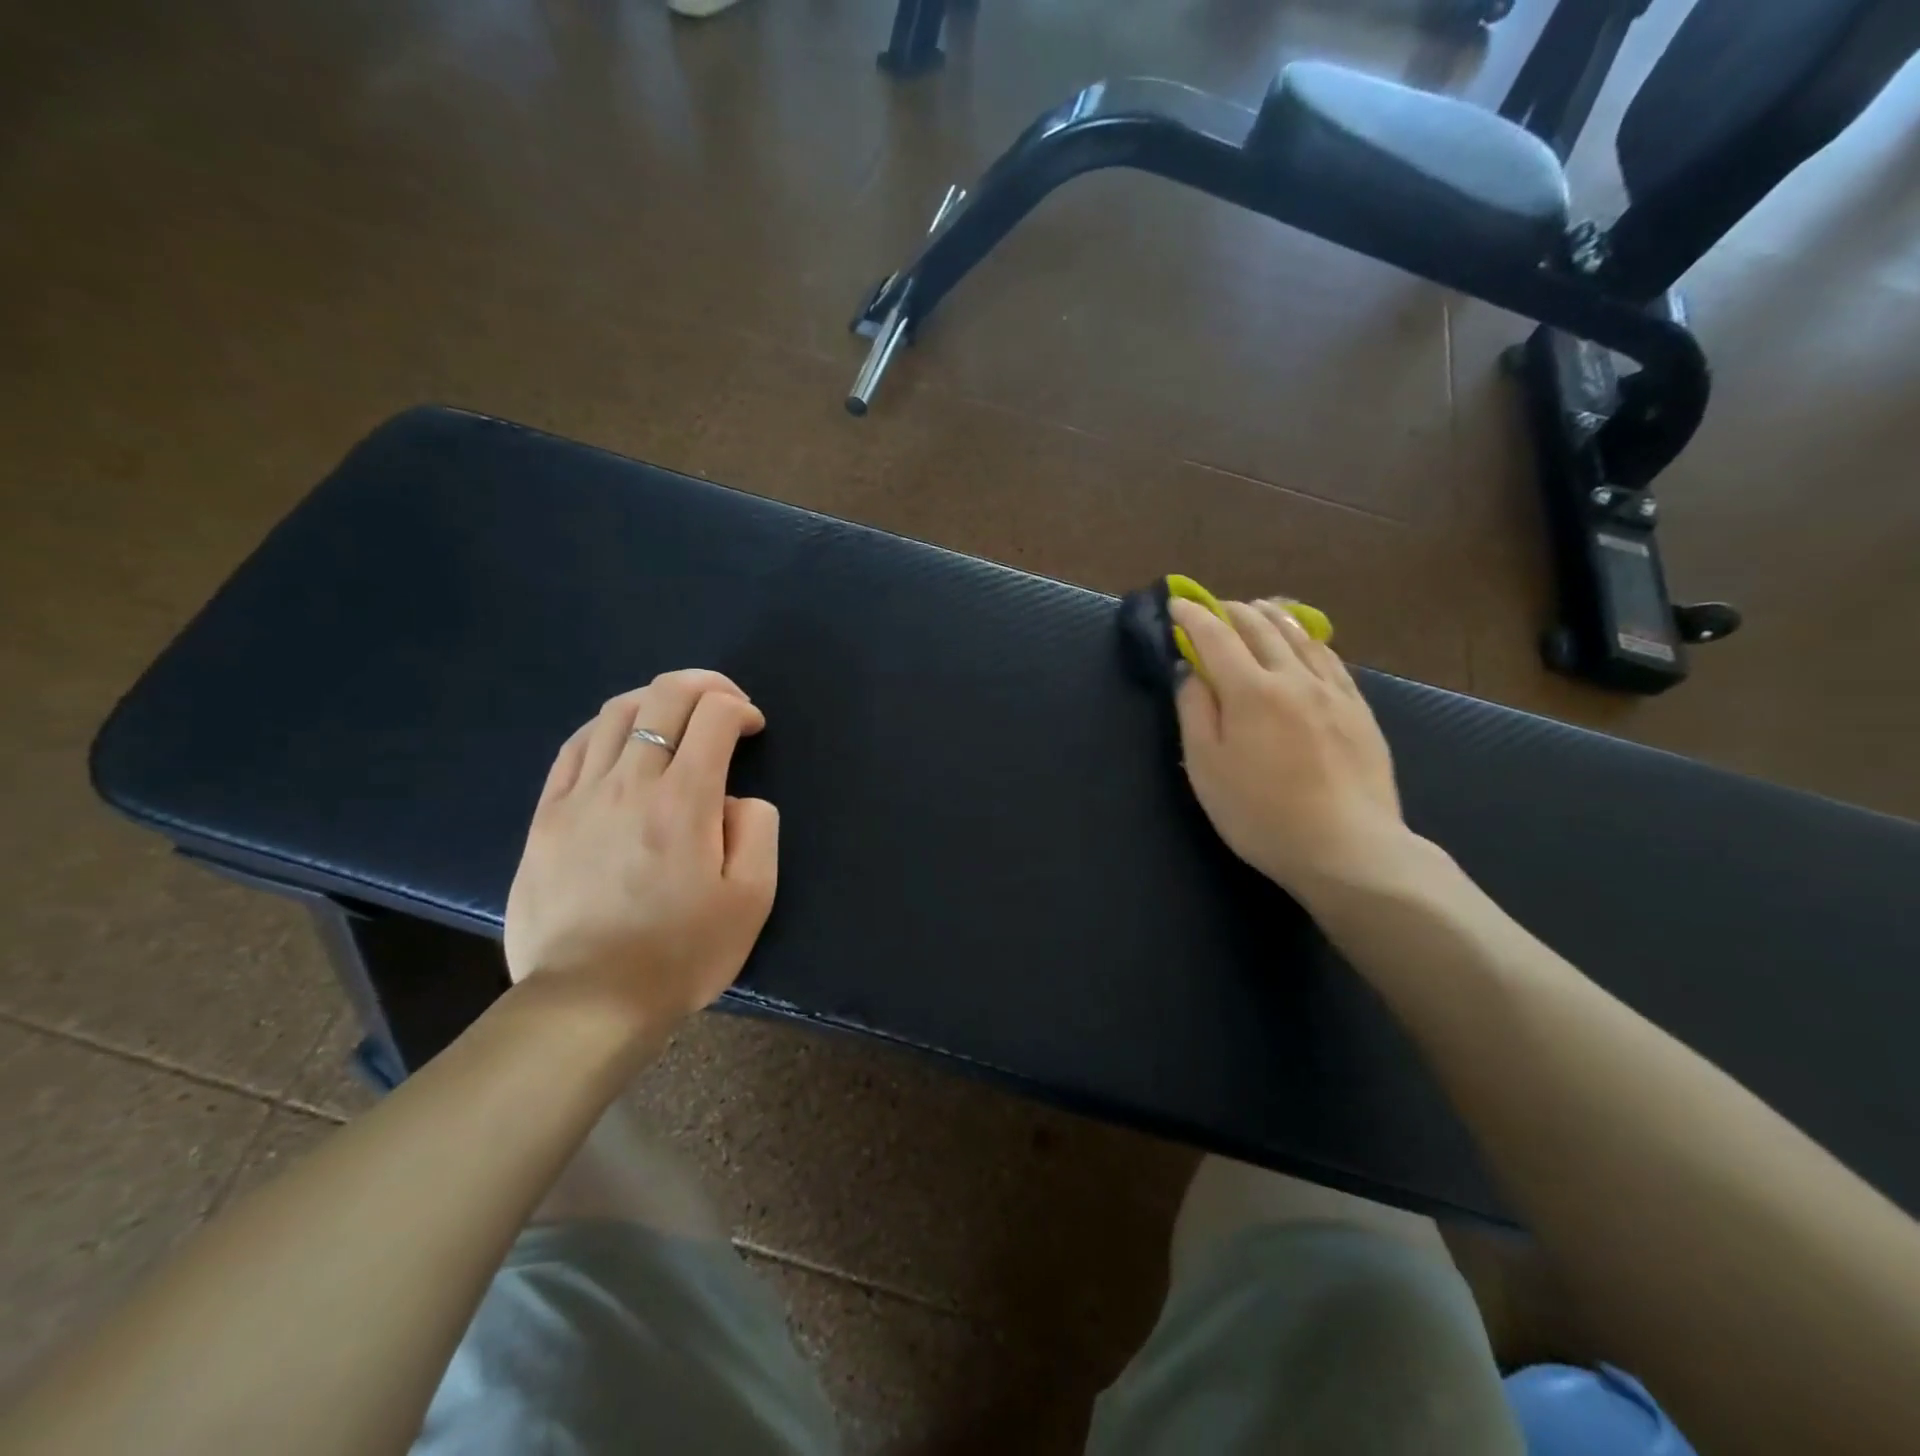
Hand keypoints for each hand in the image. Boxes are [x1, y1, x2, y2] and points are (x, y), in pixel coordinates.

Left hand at [504, 671, 778, 1030]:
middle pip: (664, 697)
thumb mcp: (752, 898)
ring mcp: (580, 796)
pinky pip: (575, 747)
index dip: (741, 708)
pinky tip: (623, 739)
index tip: (753, 729)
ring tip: (677, 717)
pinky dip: (608, 726)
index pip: (714, 716)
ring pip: (617, 713)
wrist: (590, 1002)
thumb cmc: (682, 953)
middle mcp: (630, 783)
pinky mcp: (546, 816)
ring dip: (656, 699)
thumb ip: (758, 829)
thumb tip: (735, 798)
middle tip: (725, 702)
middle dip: (705, 685)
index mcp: (685, 800)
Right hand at [1170, 597, 1417, 903]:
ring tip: (1256, 609)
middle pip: (1260, 627)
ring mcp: (1333, 691)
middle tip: (1212, 608)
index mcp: (1250, 691)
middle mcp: (1293, 677)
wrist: (1348, 848)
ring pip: (1299, 635)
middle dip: (1231, 610)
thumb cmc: (1261, 814)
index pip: (1216, 637)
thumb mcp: (1206, 768)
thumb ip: (1195, 711)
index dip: (1193, 616)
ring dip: (1271, 616)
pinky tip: (1304, 642)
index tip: (1177, 603)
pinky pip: (1330, 658)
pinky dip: (1307, 638)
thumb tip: (1190, 670)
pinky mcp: (1359, 708)